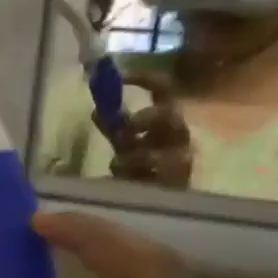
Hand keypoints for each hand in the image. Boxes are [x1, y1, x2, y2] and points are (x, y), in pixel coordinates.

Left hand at [107, 73, 193, 188]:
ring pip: (163, 150)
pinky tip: (130, 180)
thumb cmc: (142, 169)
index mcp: (165, 120)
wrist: (154, 201)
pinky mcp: (178, 183)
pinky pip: (158, 176)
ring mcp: (182, 160)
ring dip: (137, 155)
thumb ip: (112, 127)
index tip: (121, 75)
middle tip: (128, 125)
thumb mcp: (124, 144)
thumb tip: (96, 110)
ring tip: (119, 164)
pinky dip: (139, 176)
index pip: (162, 90)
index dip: (144, 78)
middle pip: (171, 115)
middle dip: (147, 117)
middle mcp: (178, 136)